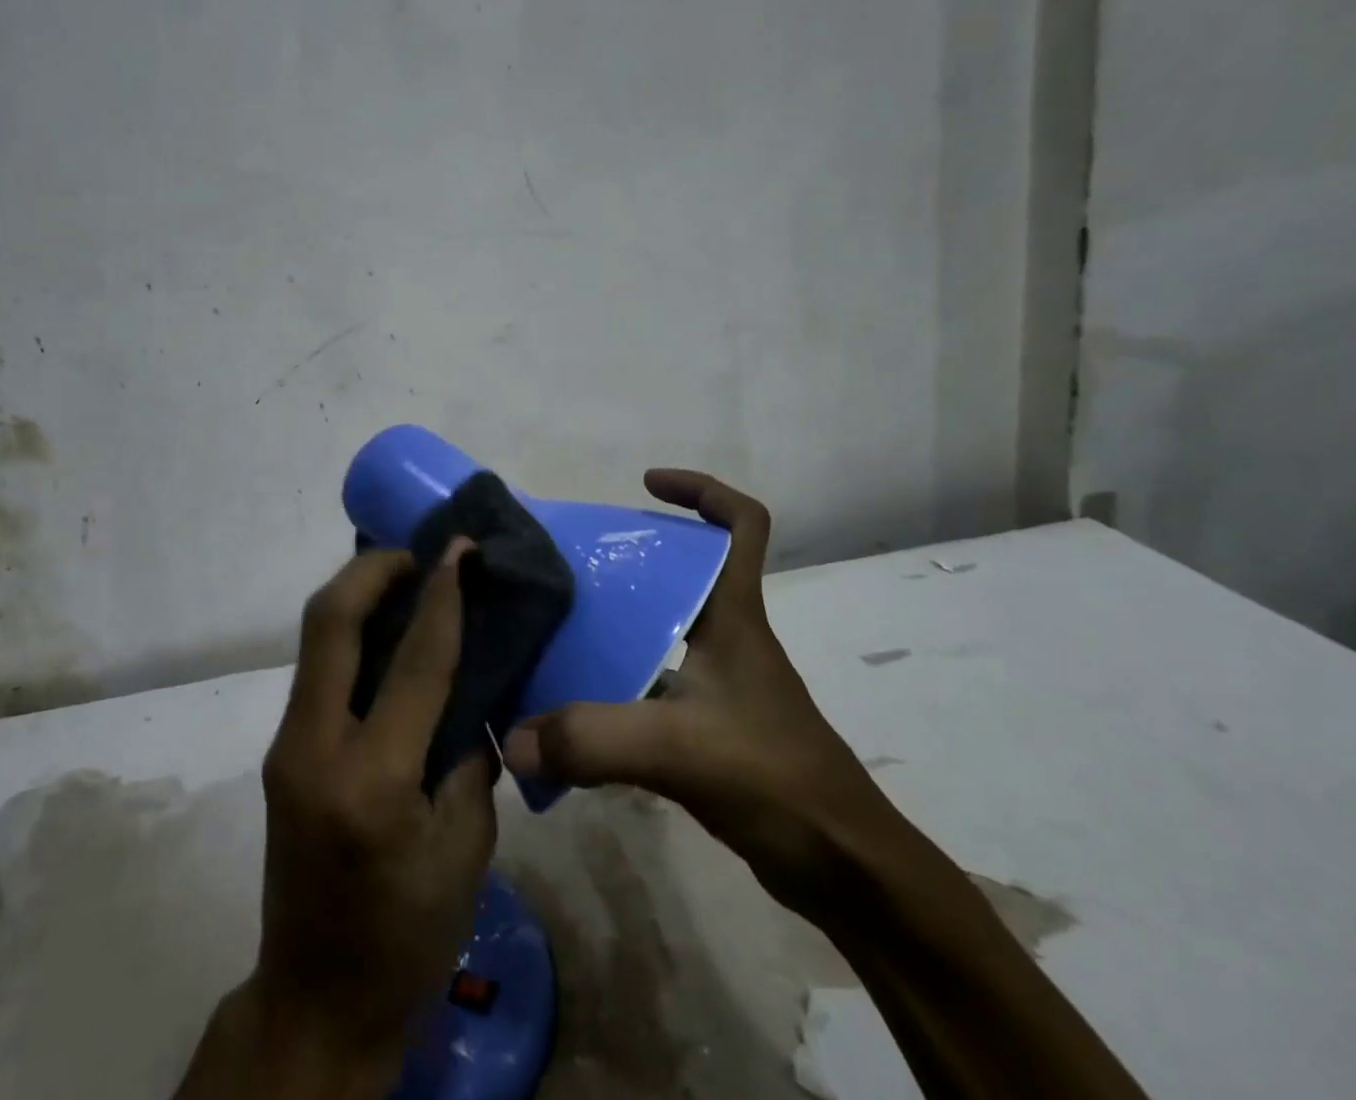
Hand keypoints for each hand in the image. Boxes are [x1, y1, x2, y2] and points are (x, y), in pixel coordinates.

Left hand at [205, 542, 496, 1095]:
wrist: (316, 997)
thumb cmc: (407, 934)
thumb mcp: (466, 849)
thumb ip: (468, 758)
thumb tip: (465, 692)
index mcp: (373, 780)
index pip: (414, 663)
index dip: (442, 596)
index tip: (460, 548)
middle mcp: (315, 747)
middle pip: (330, 622)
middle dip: (373, 569)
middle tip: (419, 553)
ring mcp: (286, 746)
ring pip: (316, 638)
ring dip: (358, 594)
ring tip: (404, 578)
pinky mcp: (281, 751)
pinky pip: (317, 668)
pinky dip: (350, 633)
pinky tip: (385, 633)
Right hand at [502, 469, 887, 918]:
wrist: (844, 871)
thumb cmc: (776, 779)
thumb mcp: (679, 748)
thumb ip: (593, 739)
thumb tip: (512, 738)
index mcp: (734, 616)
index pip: (742, 524)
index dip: (701, 490)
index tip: (645, 485)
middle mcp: (728, 637)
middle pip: (683, 570)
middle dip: (631, 556)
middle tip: (569, 562)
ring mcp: (722, 683)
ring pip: (663, 626)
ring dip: (618, 619)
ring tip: (558, 622)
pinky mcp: (710, 726)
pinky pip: (653, 680)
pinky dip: (617, 680)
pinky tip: (575, 697)